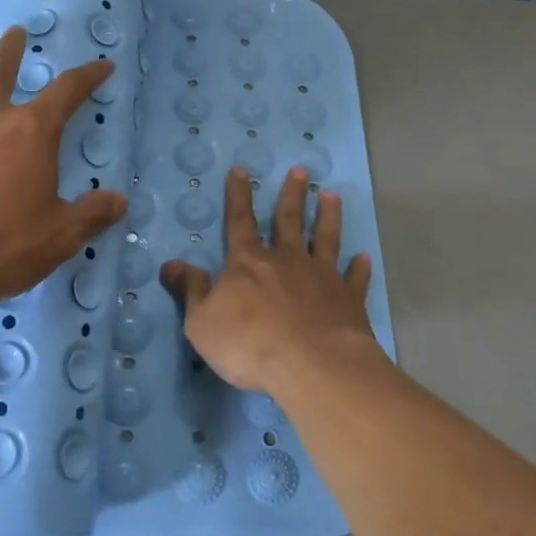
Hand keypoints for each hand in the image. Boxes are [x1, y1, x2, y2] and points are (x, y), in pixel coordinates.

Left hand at [0, 26, 127, 308]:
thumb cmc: (2, 242)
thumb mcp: (59, 235)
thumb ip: (91, 214)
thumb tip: (118, 202)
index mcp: (32, 131)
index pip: (68, 90)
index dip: (88, 75)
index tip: (102, 66)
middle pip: (1, 69)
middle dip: (12, 49)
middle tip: (17, 32)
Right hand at [160, 165, 377, 393]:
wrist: (312, 365)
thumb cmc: (249, 343)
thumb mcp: (202, 322)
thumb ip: (191, 290)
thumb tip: (171, 264)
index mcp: (249, 263)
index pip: (240, 221)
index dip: (238, 195)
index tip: (241, 170)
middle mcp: (287, 261)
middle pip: (288, 220)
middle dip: (291, 194)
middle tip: (301, 170)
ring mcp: (322, 278)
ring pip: (326, 239)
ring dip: (328, 217)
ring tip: (332, 195)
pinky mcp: (348, 301)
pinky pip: (355, 280)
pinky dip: (359, 269)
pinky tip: (364, 258)